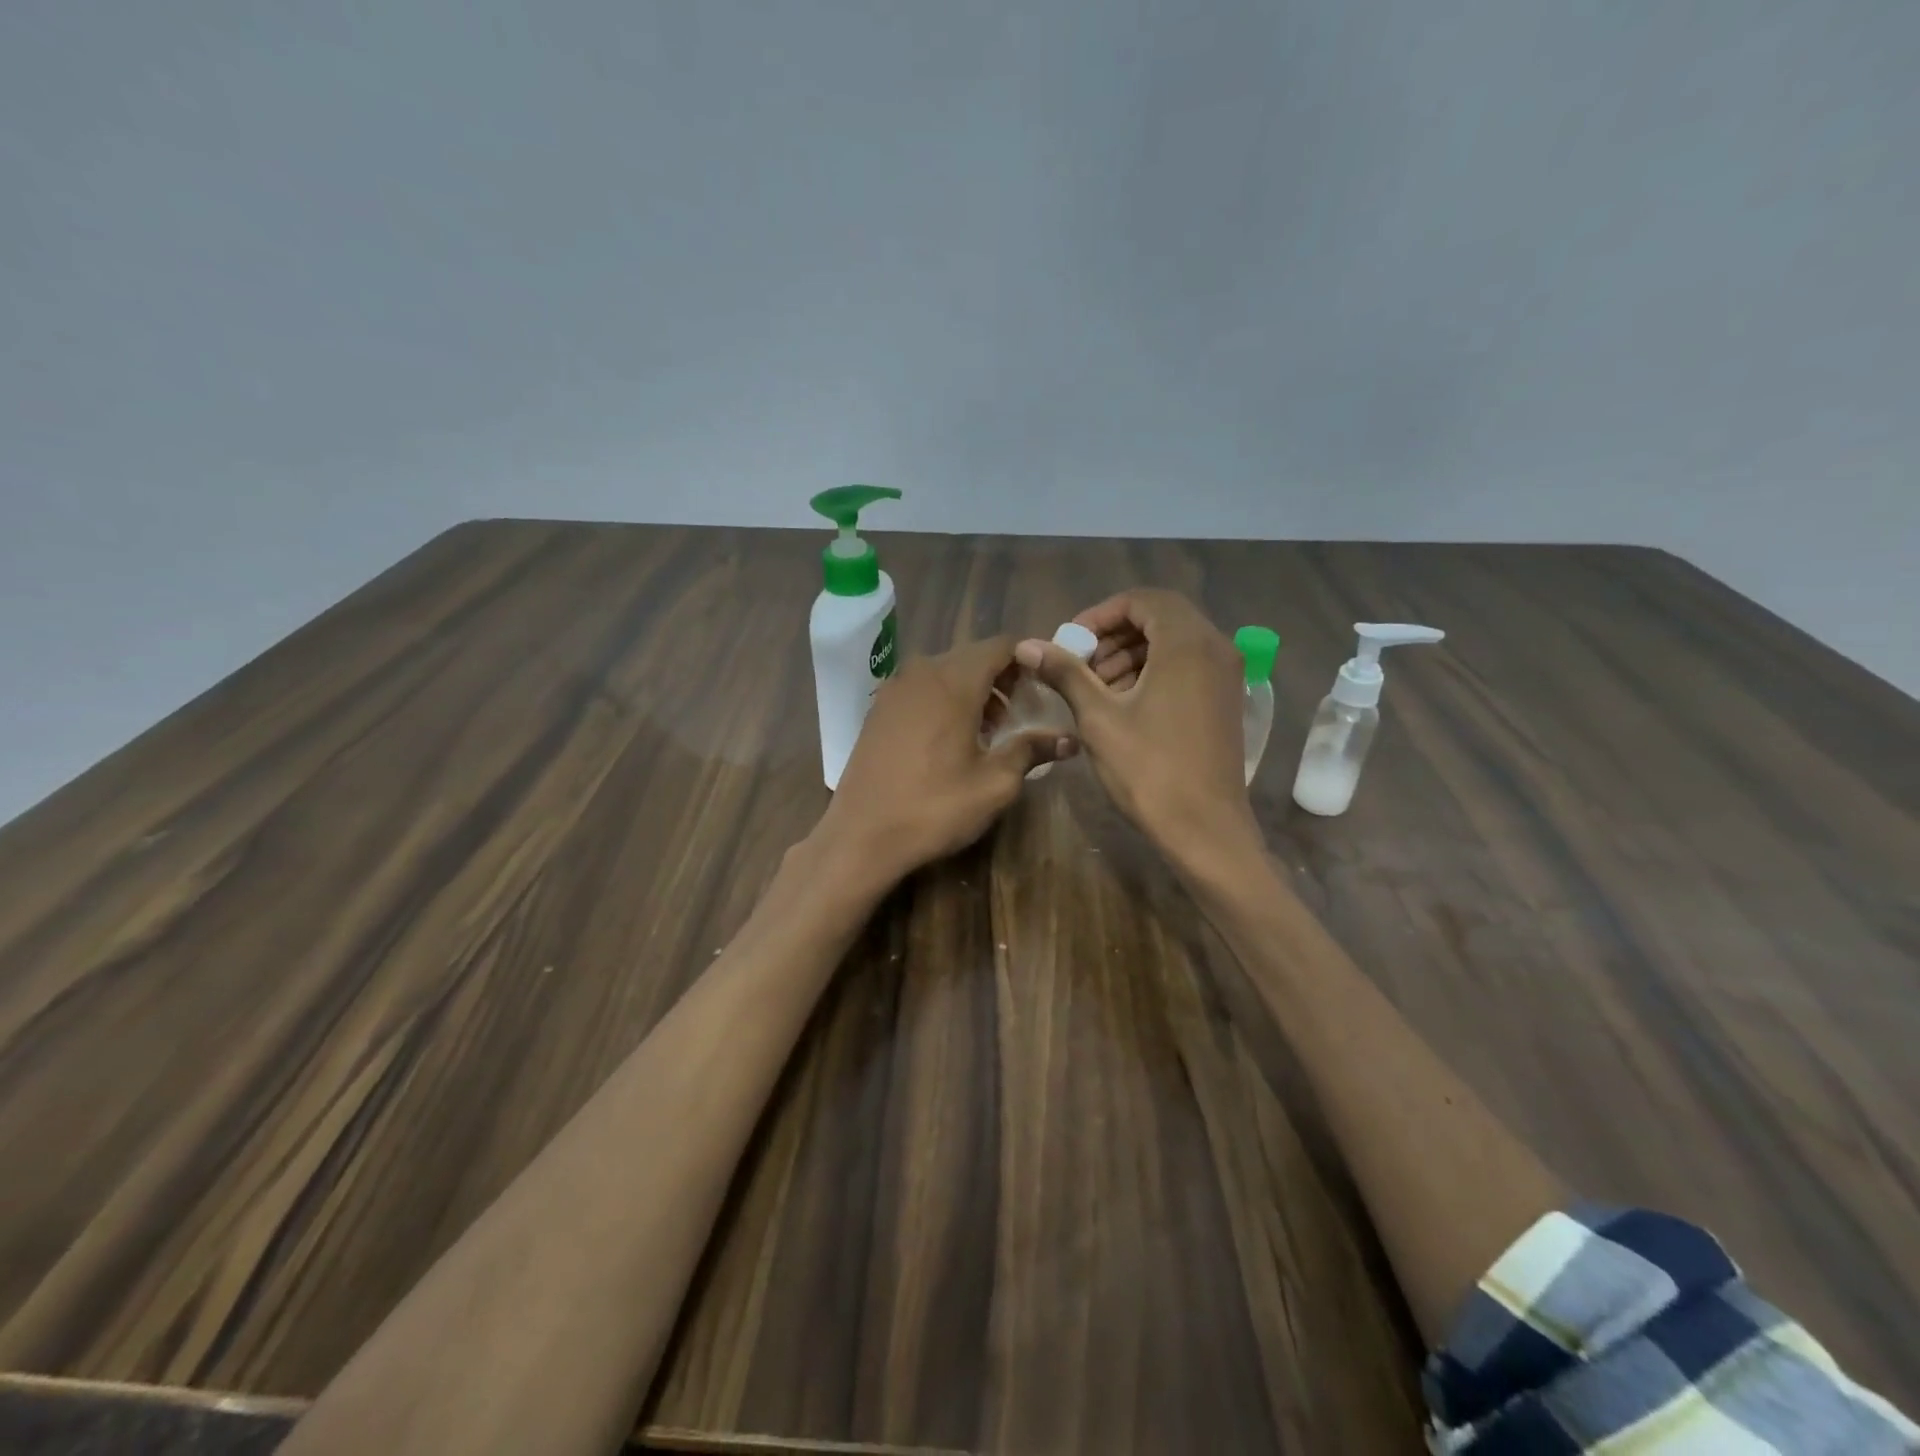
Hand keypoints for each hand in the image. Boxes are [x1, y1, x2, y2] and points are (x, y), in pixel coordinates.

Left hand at [814, 636, 1075, 887]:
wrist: (861, 836)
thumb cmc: (934, 808)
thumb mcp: (994, 783)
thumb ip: (1031, 750)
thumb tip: (1068, 739)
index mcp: (953, 681)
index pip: (1001, 646)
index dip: (1029, 659)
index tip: (1047, 686)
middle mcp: (921, 672)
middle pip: (973, 656)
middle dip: (1003, 678)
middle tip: (1023, 714)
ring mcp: (894, 688)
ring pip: (946, 672)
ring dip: (975, 690)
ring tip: (992, 730)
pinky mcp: (878, 709)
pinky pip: (923, 688)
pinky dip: (946, 700)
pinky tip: (954, 737)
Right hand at [1014, 590, 1253, 860]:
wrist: (1205, 829)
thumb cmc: (1149, 770)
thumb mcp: (1098, 718)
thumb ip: (1065, 673)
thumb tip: (1026, 644)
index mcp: (1187, 643)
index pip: (1142, 600)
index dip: (1100, 614)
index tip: (1071, 642)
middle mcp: (1215, 649)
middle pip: (1160, 618)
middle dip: (1114, 636)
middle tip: (1081, 665)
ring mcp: (1226, 676)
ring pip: (1173, 644)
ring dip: (1131, 655)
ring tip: (1096, 689)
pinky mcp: (1225, 701)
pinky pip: (1187, 667)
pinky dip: (1153, 672)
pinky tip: (1124, 705)